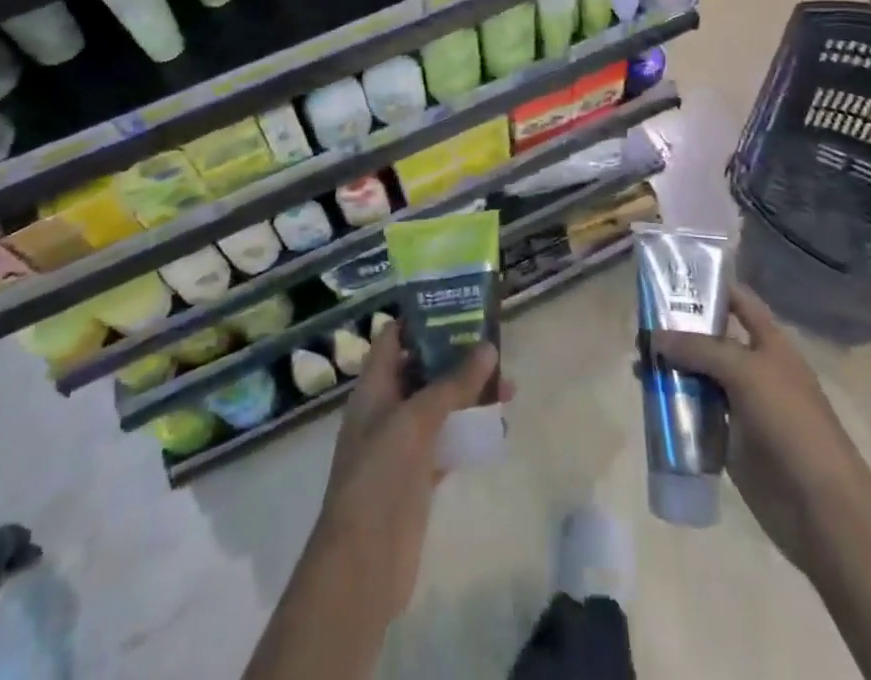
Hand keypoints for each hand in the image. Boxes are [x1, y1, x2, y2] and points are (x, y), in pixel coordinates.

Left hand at [308, 322, 511, 624]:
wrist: (362, 564)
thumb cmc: (379, 476)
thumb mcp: (415, 420)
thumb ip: (452, 383)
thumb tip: (488, 346)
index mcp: (374, 386)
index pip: (394, 337)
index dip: (421, 318)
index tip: (458, 306)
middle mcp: (386, 408)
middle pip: (422, 368)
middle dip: (456, 356)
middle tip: (495, 346)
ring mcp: (402, 443)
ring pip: (439, 405)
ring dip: (468, 393)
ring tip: (508, 386)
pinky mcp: (418, 475)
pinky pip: (447, 440)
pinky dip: (469, 430)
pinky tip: (498, 427)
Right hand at [653, 284, 861, 570]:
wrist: (821, 508)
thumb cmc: (791, 424)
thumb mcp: (745, 372)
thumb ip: (699, 349)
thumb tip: (655, 337)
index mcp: (770, 343)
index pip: (738, 301)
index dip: (710, 286)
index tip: (670, 280)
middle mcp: (754, 368)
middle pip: (711, 338)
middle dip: (678, 331)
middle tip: (640, 326)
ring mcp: (743, 405)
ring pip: (700, 376)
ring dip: (671, 369)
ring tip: (637, 365)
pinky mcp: (731, 440)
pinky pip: (698, 413)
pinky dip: (675, 405)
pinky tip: (650, 400)